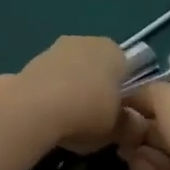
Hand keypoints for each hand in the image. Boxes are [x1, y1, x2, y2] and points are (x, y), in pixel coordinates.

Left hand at [0, 36, 132, 154]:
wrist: (34, 107)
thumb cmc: (87, 112)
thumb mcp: (117, 128)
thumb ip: (130, 126)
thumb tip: (136, 126)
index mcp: (114, 51)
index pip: (126, 69)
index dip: (122, 92)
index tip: (116, 115)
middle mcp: (88, 41)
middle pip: (97, 67)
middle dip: (95, 88)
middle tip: (92, 120)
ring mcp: (57, 47)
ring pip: (72, 71)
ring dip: (71, 90)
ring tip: (66, 122)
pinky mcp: (32, 59)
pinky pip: (50, 79)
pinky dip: (50, 93)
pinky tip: (46, 116)